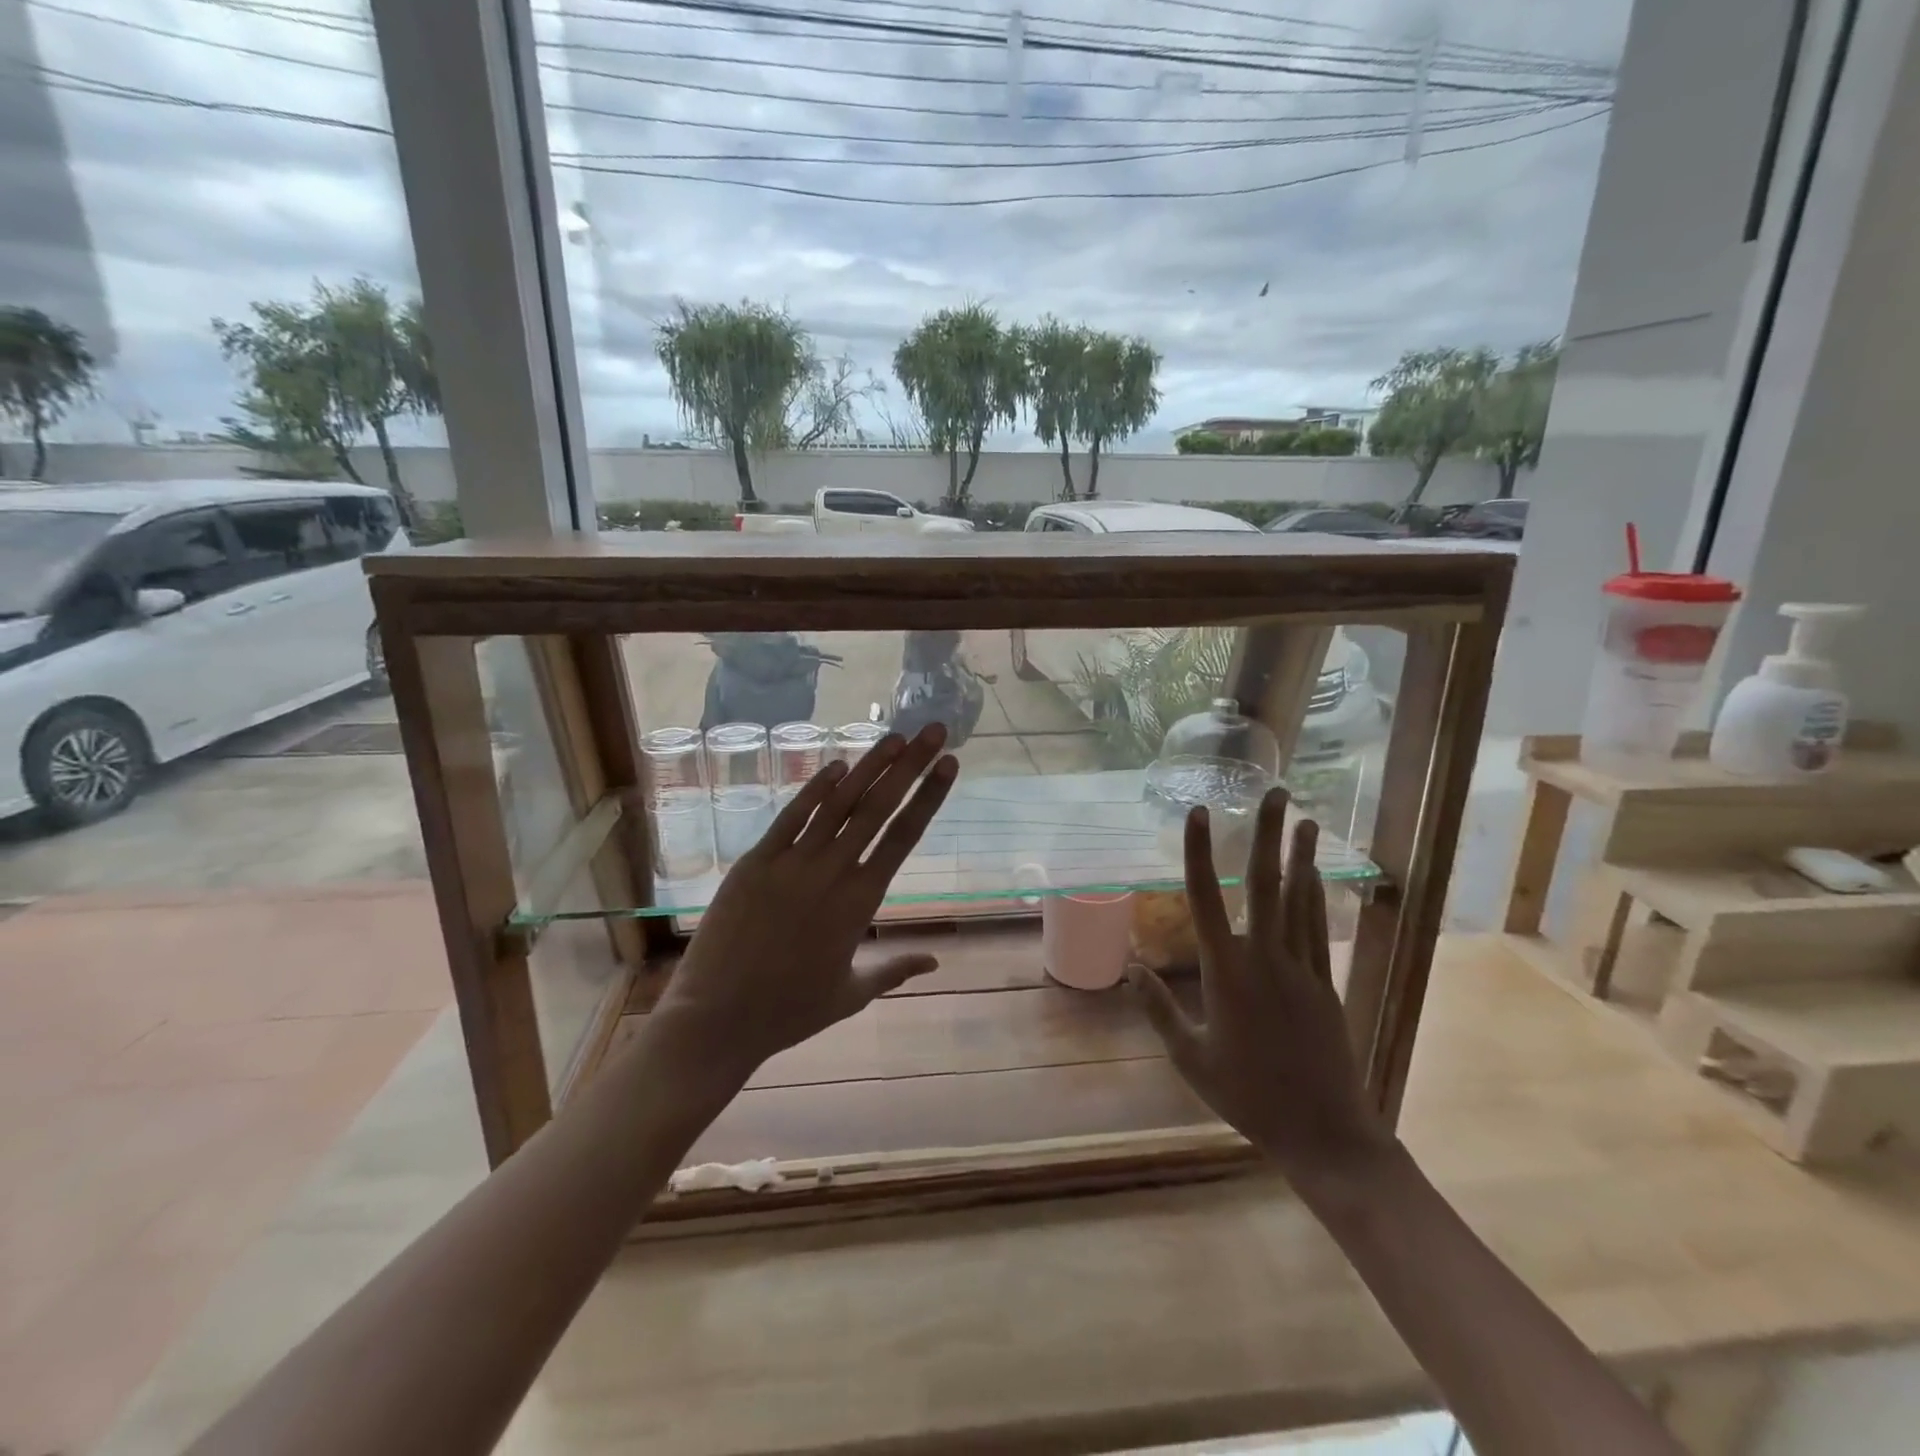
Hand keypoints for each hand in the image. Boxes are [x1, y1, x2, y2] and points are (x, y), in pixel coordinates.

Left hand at [650, 724, 958, 1082]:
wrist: (718, 1019)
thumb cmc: (790, 1012)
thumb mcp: (851, 994)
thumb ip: (895, 970)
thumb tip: (936, 962)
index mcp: (861, 903)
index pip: (904, 837)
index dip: (929, 796)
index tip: (949, 764)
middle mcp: (832, 872)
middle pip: (878, 808)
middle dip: (910, 765)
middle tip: (933, 731)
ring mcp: (791, 863)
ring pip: (837, 804)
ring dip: (868, 766)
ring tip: (894, 737)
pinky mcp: (755, 862)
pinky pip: (790, 817)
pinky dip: (814, 789)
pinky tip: (836, 765)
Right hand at [1130, 787, 1393, 1187]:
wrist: (1323, 1132)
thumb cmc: (1247, 1096)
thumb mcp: (1190, 1058)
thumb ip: (1159, 1009)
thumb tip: (1129, 967)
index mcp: (1226, 972)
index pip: (1207, 898)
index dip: (1200, 851)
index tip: (1199, 813)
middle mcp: (1265, 958)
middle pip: (1266, 884)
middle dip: (1267, 835)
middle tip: (1274, 793)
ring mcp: (1301, 968)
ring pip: (1300, 899)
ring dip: (1299, 855)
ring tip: (1303, 818)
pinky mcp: (1325, 984)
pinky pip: (1318, 929)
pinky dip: (1316, 896)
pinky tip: (1315, 874)